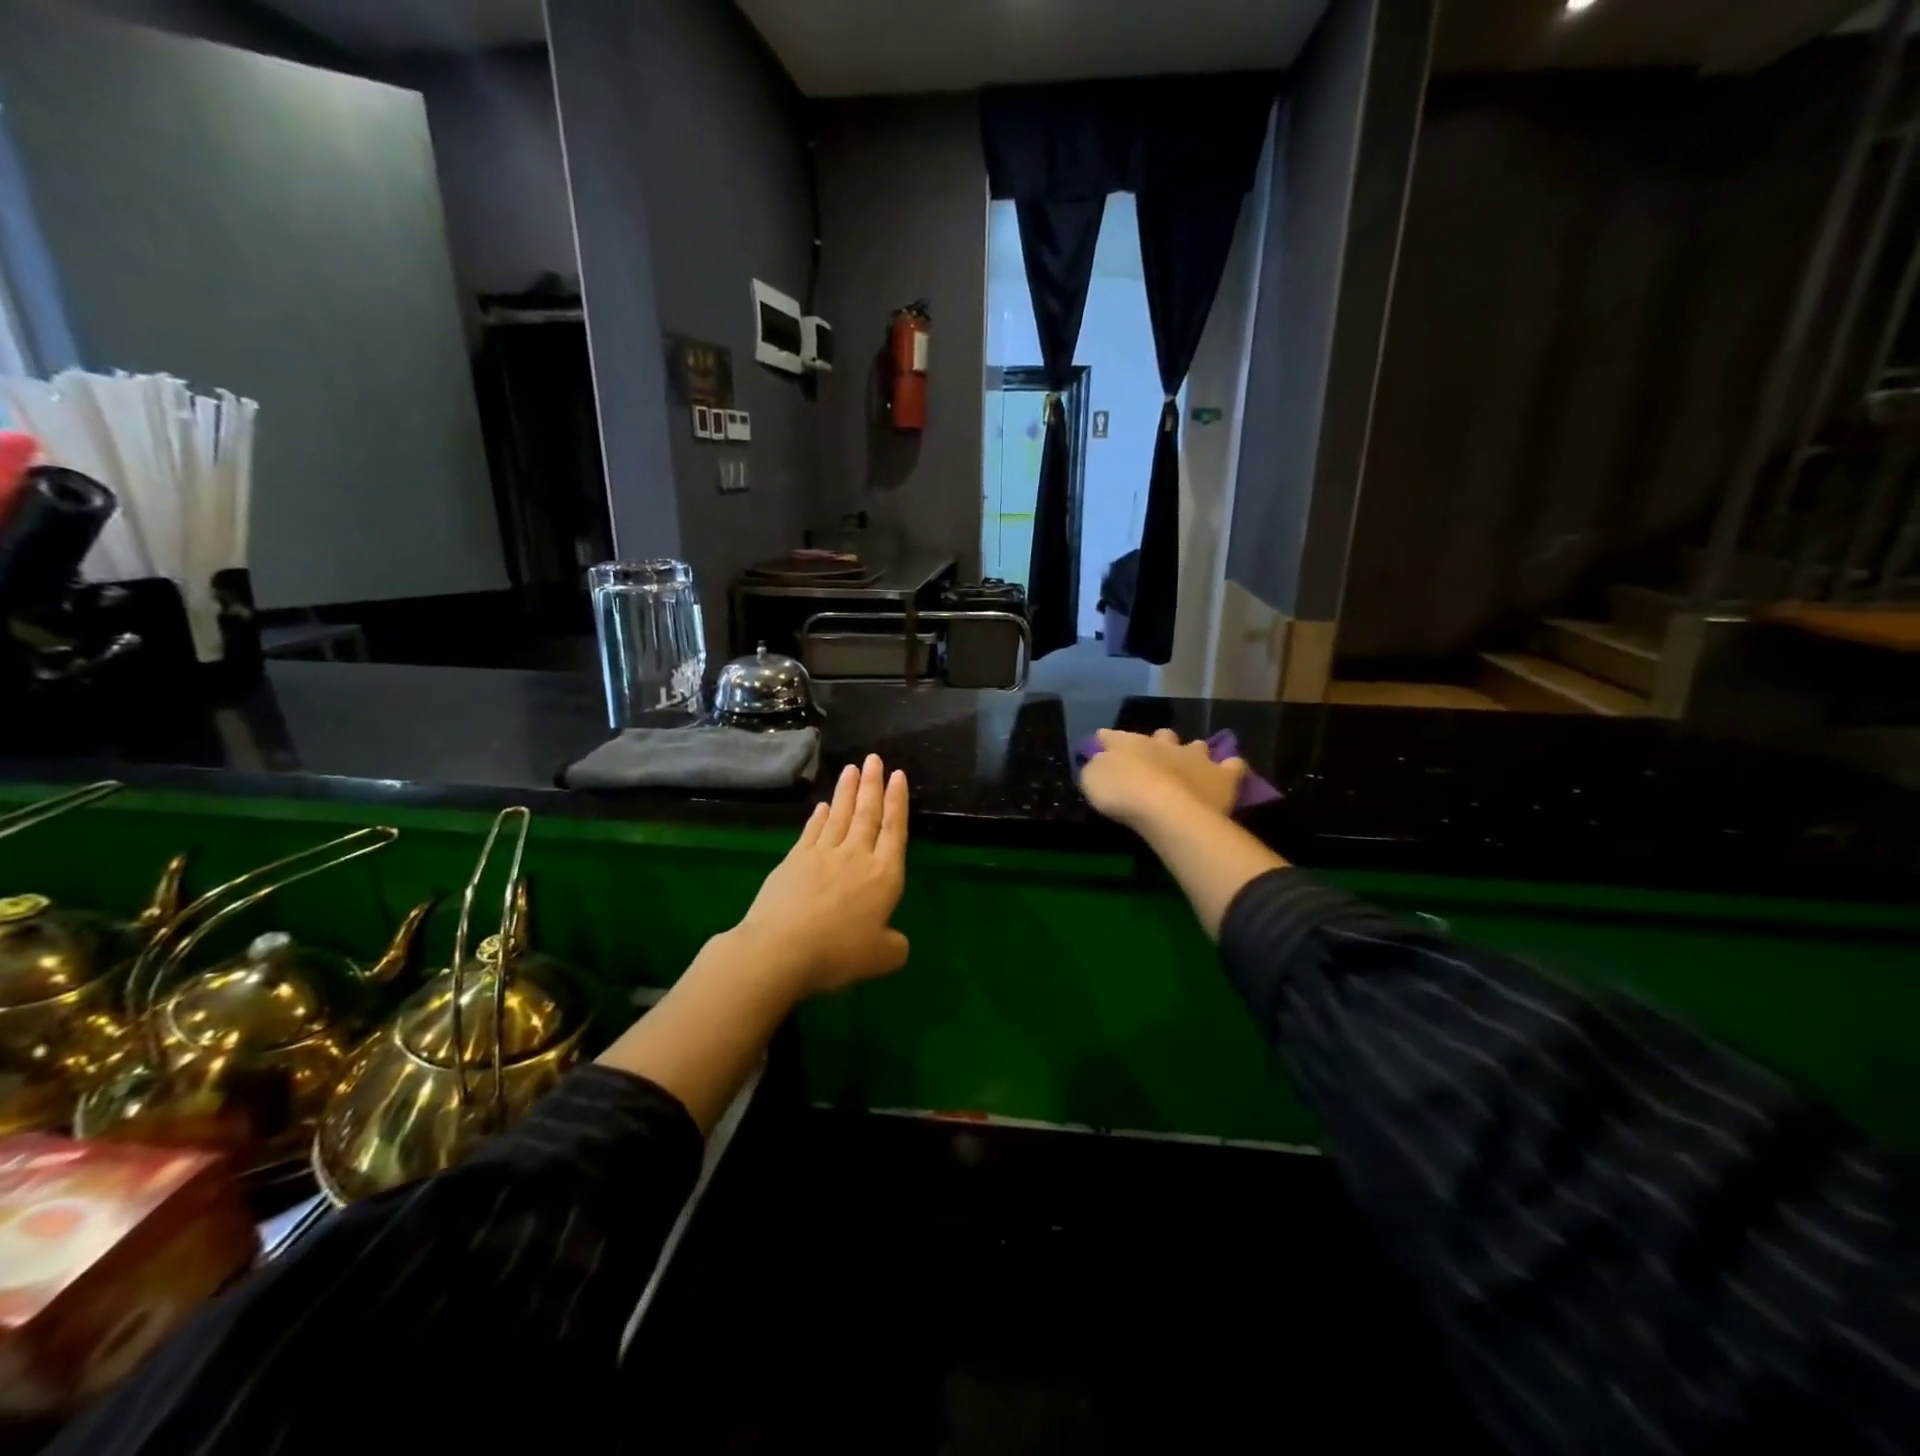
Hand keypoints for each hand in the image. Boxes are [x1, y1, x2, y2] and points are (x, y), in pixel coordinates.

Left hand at [734, 754, 909, 994]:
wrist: (781, 948)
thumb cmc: (838, 952)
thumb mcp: (881, 958)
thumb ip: (895, 947)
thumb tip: (897, 942)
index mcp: (884, 875)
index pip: (894, 830)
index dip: (898, 802)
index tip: (898, 776)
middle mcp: (856, 856)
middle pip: (867, 814)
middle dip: (873, 785)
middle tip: (874, 758)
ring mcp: (822, 854)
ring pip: (840, 815)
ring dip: (847, 791)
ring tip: (852, 769)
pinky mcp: (794, 860)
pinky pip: (812, 831)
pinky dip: (819, 817)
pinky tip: (822, 806)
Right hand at [1080, 729, 1245, 829]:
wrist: (1166, 809)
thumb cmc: (1123, 794)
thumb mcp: (1092, 780)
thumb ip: (1096, 767)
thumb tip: (1099, 760)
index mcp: (1130, 743)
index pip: (1113, 735)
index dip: (1106, 738)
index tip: (1102, 741)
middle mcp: (1163, 744)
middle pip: (1161, 736)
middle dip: (1158, 743)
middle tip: (1153, 757)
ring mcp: (1195, 757)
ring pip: (1196, 746)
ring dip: (1192, 753)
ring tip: (1191, 764)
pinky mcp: (1221, 776)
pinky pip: (1232, 766)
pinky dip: (1230, 767)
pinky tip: (1229, 771)